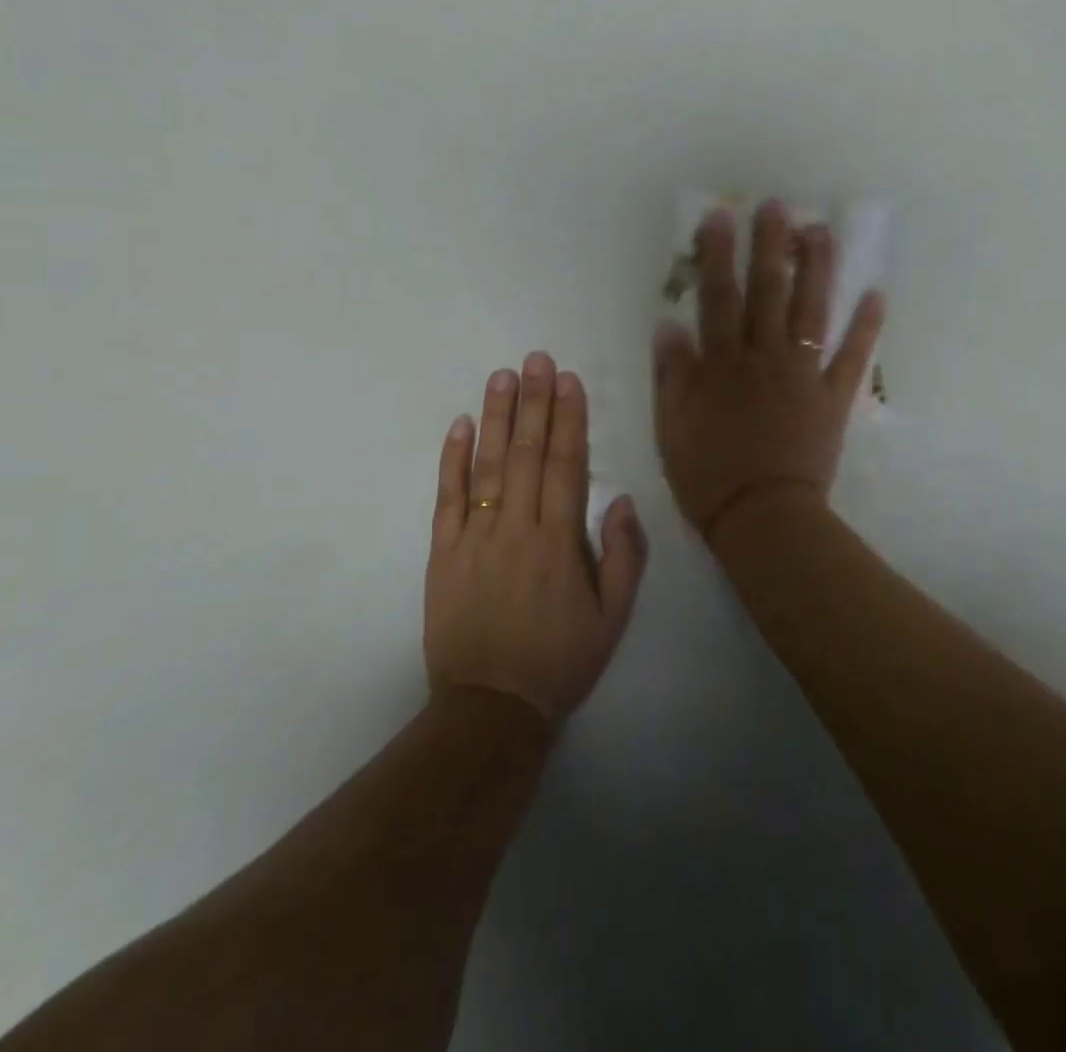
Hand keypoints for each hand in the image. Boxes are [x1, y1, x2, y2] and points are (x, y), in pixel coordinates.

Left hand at [426, 354, 648, 722]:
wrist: (491, 707)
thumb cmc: (560, 660)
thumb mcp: (613, 617)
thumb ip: (623, 555)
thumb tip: (619, 499)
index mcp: (559, 542)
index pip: (565, 465)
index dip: (568, 419)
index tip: (568, 381)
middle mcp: (516, 528)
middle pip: (526, 454)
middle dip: (534, 402)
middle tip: (536, 359)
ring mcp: (474, 538)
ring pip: (486, 466)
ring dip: (495, 417)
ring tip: (502, 376)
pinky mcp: (442, 554)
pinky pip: (446, 498)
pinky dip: (451, 459)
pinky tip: (458, 425)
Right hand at [653, 202, 884, 542]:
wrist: (764, 517)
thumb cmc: (710, 475)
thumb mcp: (673, 427)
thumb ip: (672, 375)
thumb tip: (668, 325)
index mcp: (723, 364)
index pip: (718, 298)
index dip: (717, 256)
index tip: (720, 217)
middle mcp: (765, 358)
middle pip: (768, 293)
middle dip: (771, 246)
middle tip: (778, 205)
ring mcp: (804, 375)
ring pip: (812, 312)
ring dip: (818, 269)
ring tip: (822, 231)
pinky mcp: (833, 397)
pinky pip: (853, 357)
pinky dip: (866, 326)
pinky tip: (877, 294)